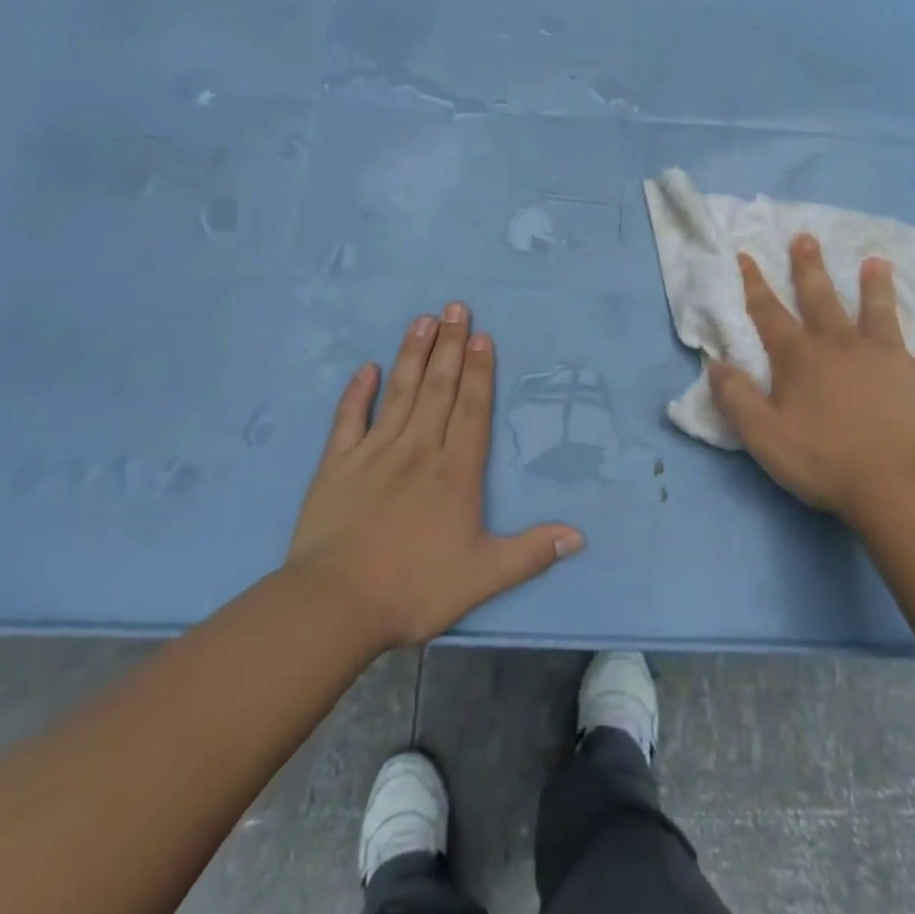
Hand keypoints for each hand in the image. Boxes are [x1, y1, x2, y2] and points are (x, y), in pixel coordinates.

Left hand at [287, 303, 582, 649]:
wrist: (335, 605)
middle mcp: (418, 449)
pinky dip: (358, 391)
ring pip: (400, 392)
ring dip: (413, 354)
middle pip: (438, 388)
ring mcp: (375, 452)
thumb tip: (579, 536)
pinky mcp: (337, 463)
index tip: (481, 336)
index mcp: (455, 471)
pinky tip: (367, 367)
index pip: (472, 409)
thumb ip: (531, 552)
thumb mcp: (483, 576)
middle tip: (456, 307)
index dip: (479, 371)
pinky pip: (350, 418)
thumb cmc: (414, 588)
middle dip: (450, 346)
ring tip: (423, 319)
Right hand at [707, 235, 914, 523]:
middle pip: (821, 298)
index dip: (754, 284)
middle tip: (806, 237)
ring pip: (880, 312)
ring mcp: (888, 357)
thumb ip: (736, 398)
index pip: (769, 313)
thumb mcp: (763, 436)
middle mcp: (842, 345)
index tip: (747, 254)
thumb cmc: (824, 460)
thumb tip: (716, 363)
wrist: (899, 485)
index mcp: (800, 358)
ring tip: (877, 261)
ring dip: (876, 286)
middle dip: (809, 267)